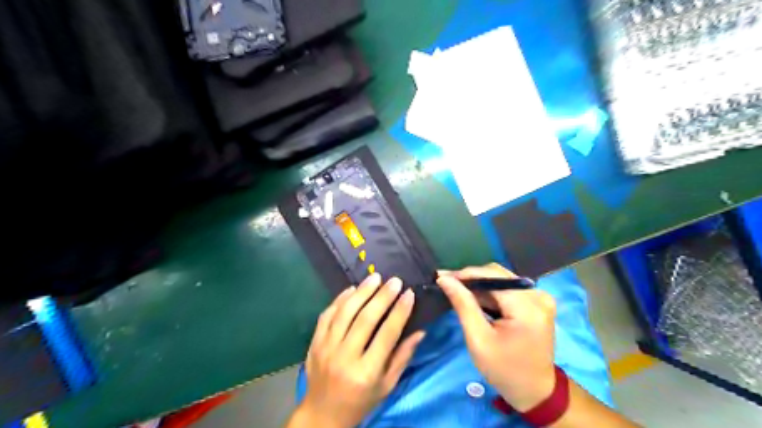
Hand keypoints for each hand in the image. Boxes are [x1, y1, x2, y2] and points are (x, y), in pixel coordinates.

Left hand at [296, 274, 427, 427]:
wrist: (322, 415)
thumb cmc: (361, 402)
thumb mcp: (386, 386)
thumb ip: (402, 357)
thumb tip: (420, 331)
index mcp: (366, 372)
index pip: (387, 334)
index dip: (400, 312)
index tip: (409, 293)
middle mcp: (345, 357)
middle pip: (365, 319)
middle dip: (382, 296)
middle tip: (394, 281)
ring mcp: (326, 348)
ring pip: (345, 312)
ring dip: (361, 292)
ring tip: (375, 277)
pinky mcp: (314, 343)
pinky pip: (327, 315)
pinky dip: (340, 299)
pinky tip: (352, 289)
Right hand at [438, 262, 556, 411]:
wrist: (535, 391)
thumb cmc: (504, 370)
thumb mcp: (478, 339)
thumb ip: (463, 304)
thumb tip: (444, 278)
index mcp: (527, 306)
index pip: (491, 276)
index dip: (465, 274)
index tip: (441, 276)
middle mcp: (538, 295)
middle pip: (498, 274)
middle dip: (471, 279)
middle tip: (447, 283)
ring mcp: (540, 297)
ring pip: (502, 279)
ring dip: (479, 285)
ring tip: (457, 290)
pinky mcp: (538, 302)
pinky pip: (509, 288)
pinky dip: (491, 292)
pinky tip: (475, 298)